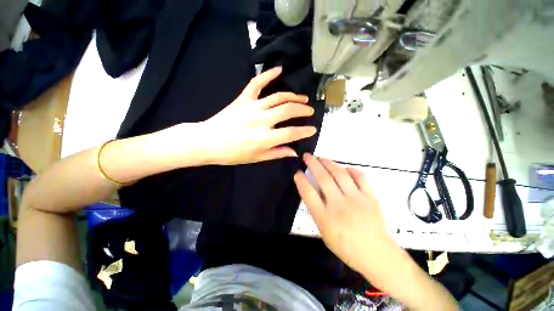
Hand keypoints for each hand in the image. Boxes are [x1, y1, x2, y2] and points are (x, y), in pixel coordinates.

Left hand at [200, 67, 316, 164]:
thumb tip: (294, 152)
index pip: (291, 133)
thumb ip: (277, 153)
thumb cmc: (233, 154)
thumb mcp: (257, 158)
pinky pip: (256, 83)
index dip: (305, 131)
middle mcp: (261, 121)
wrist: (208, 141)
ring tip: (303, 98)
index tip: (313, 129)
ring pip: (278, 97)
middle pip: (288, 111)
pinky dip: (268, 74)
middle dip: (303, 110)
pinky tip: (279, 69)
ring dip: (293, 96)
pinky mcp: (242, 99)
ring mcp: (251, 107)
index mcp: (264, 138)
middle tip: (310, 111)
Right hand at [295, 154, 458, 309]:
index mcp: (325, 217)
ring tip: (322, 158)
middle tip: (307, 156)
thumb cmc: (345, 246)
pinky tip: (345, 168)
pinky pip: (360, 177)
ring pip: (340, 174)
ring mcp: (356, 199)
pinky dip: (351, 170)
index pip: (308, 193)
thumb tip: (313, 189)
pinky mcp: (370, 197)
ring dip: (328, 163)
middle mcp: (339, 205)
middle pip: (323, 178)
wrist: (376, 254)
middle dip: (312, 164)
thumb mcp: (324, 231)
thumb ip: (317, 209)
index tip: (297, 172)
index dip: (301, 180)